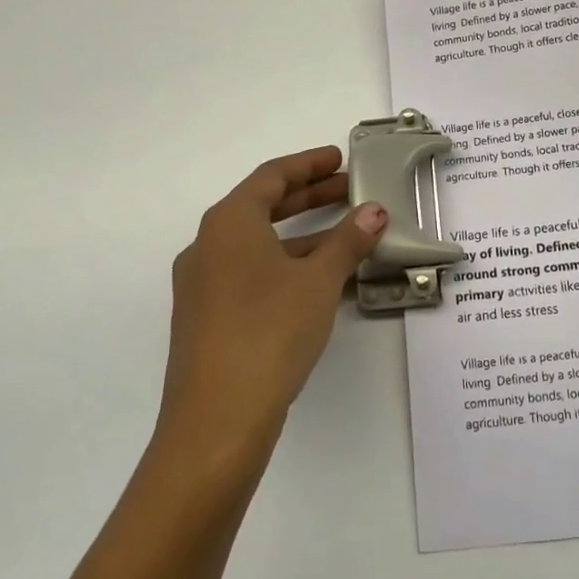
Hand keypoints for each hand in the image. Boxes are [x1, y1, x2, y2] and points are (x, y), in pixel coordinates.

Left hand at [159, 146, 387, 463]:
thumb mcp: (318, 281)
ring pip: (258, 244)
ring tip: (346, 235)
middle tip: (349, 190)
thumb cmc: (269, 332)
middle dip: (308, 196)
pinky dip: (286, 265)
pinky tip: (321, 281)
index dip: (308, 164)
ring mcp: (204, 285)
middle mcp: (208, 246)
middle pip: (262, 206)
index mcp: (228, 224)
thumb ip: (348, 242)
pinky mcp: (208, 318)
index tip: (339, 158)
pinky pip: (252, 274)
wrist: (217, 420)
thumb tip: (374, 212)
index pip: (271, 176)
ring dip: (301, 234)